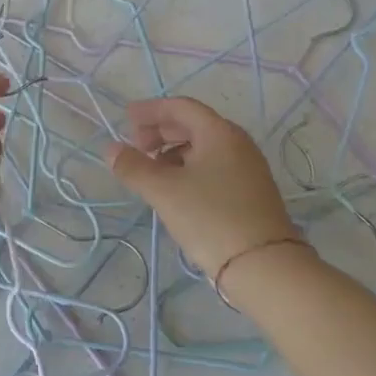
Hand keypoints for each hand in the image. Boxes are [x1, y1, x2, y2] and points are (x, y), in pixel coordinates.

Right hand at [107, 97, 308, 284]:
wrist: (265, 267)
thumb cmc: (210, 218)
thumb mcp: (164, 191)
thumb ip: (133, 166)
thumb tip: (111, 149)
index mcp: (219, 133)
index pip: (181, 107)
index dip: (151, 110)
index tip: (126, 118)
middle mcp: (237, 143)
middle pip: (193, 125)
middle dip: (160, 131)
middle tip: (135, 146)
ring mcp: (247, 169)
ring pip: (203, 148)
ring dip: (173, 151)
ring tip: (151, 170)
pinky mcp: (249, 192)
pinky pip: (213, 167)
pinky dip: (188, 168)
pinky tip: (175, 189)